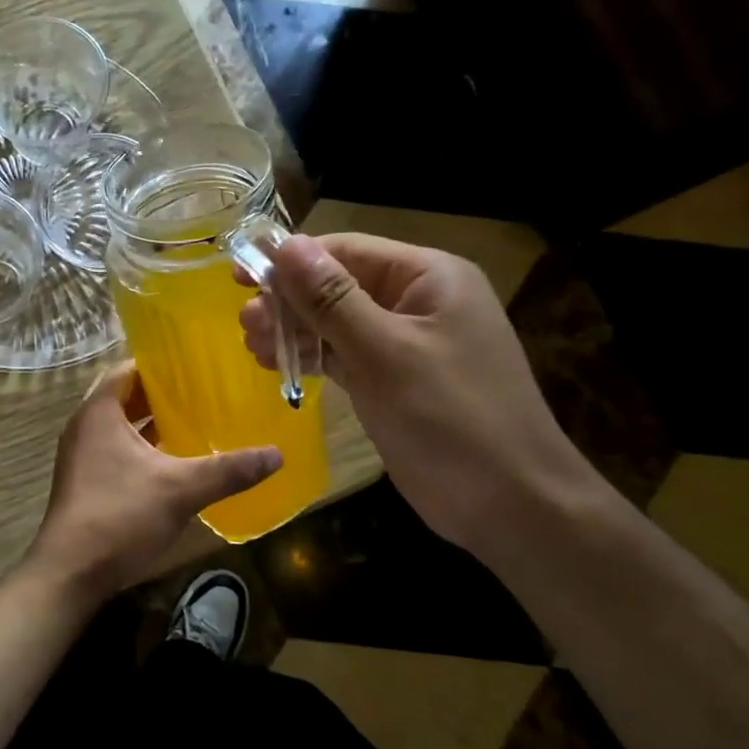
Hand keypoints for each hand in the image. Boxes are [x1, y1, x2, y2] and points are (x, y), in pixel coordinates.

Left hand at [27, 363, 280, 598]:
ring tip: (196, 420)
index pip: (129, 370)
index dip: (161, 365)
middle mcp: (85, 427)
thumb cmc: (120, 516)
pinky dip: (144, 448)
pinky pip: (118, 450)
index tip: (196, 364)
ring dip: (153, 423)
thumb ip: (228, 470)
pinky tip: (175, 460)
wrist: (71, 573)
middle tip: (204, 391)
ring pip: (122, 427)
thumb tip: (277, 454)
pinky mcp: (86, 482)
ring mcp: (83, 456)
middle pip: (126, 397)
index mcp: (99, 413)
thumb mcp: (181, 489)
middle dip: (162, 395)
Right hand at [239, 233, 591, 552]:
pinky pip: (345, 355)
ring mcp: (406, 343)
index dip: (290, 260)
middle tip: (244, 324)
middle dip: (289, 302)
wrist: (510, 504)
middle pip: (338, 285)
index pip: (347, 251)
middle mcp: (417, 301)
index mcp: (428, 278)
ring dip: (294, 331)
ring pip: (337, 322)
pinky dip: (312, 357)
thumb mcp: (384, 353)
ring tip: (252, 345)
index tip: (238, 275)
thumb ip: (331, 299)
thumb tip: (285, 245)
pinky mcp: (394, 380)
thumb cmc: (450, 418)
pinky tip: (276, 363)